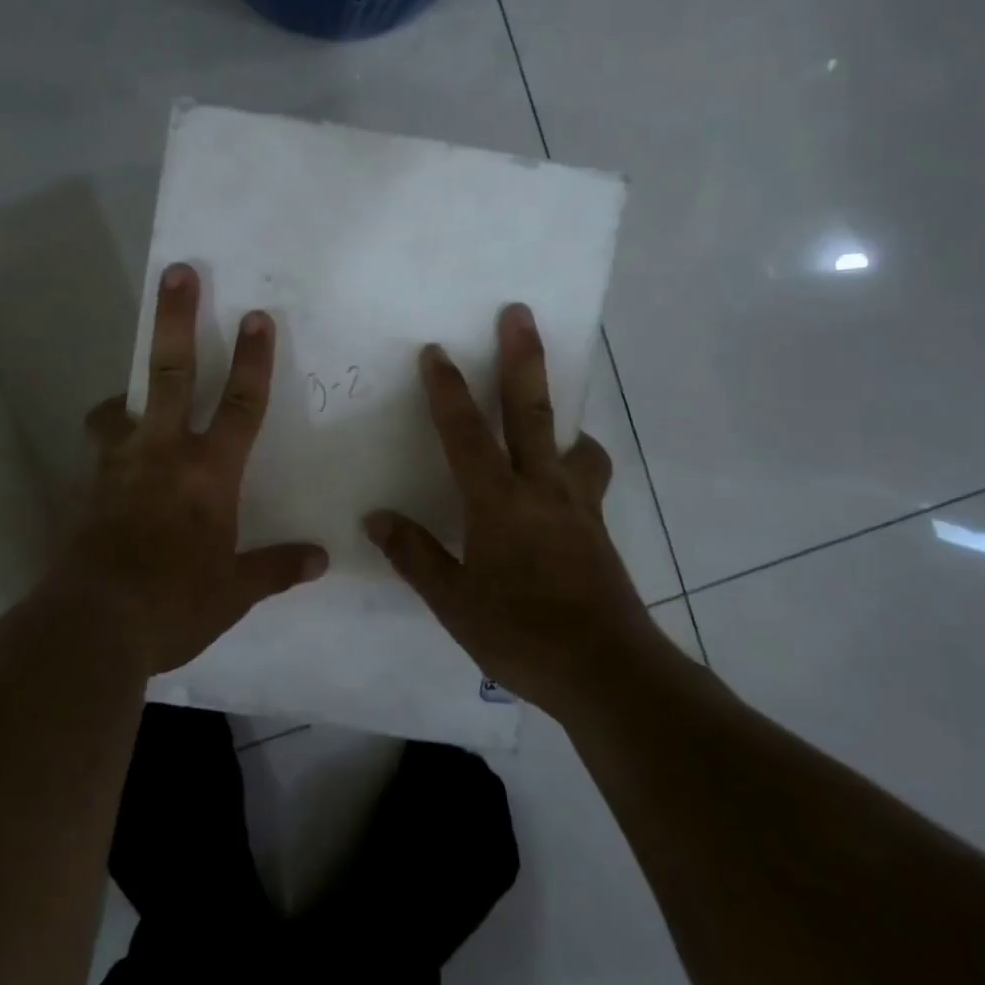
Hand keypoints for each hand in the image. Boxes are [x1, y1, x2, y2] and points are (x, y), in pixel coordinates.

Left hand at [59, 263, 327, 676]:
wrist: (92, 624)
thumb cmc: (174, 604)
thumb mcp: (233, 592)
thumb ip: (276, 569)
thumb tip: (321, 559)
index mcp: (209, 474)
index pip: (242, 405)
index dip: (254, 360)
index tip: (257, 315)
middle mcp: (163, 454)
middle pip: (171, 372)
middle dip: (177, 319)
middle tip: (177, 273)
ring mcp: (117, 466)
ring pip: (119, 407)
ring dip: (127, 393)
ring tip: (129, 401)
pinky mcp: (85, 487)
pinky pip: (99, 451)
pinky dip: (109, 446)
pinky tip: (114, 468)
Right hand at [362, 304, 655, 716]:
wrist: (607, 671)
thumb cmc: (521, 634)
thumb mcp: (454, 602)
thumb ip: (415, 555)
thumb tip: (376, 517)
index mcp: (498, 503)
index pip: (466, 434)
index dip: (447, 391)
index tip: (435, 350)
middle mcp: (542, 490)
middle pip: (532, 412)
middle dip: (522, 359)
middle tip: (520, 313)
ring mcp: (577, 506)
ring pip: (573, 443)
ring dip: (562, 416)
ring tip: (551, 413)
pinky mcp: (598, 527)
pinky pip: (587, 478)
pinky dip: (577, 463)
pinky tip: (563, 482)